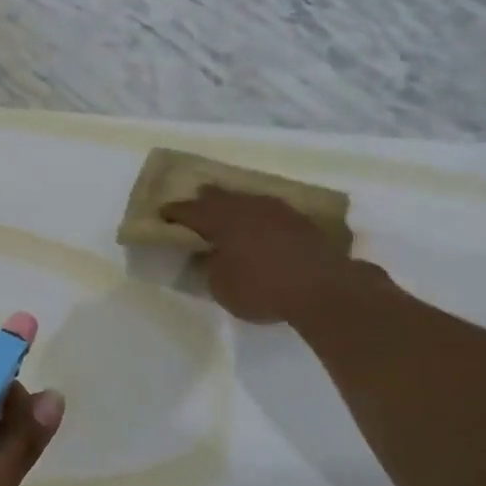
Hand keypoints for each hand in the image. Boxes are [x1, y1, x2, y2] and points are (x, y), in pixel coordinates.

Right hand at [160, 187, 384, 325]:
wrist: (323, 288)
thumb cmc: (261, 288)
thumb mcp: (221, 286)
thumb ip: (213, 266)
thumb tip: (215, 256)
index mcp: (220, 220)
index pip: (189, 211)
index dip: (174, 212)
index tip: (163, 213)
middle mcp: (247, 208)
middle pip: (220, 197)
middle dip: (205, 199)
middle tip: (195, 200)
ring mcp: (278, 211)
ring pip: (248, 200)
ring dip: (236, 204)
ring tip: (229, 210)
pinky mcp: (302, 222)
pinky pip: (271, 212)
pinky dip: (260, 216)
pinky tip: (262, 225)